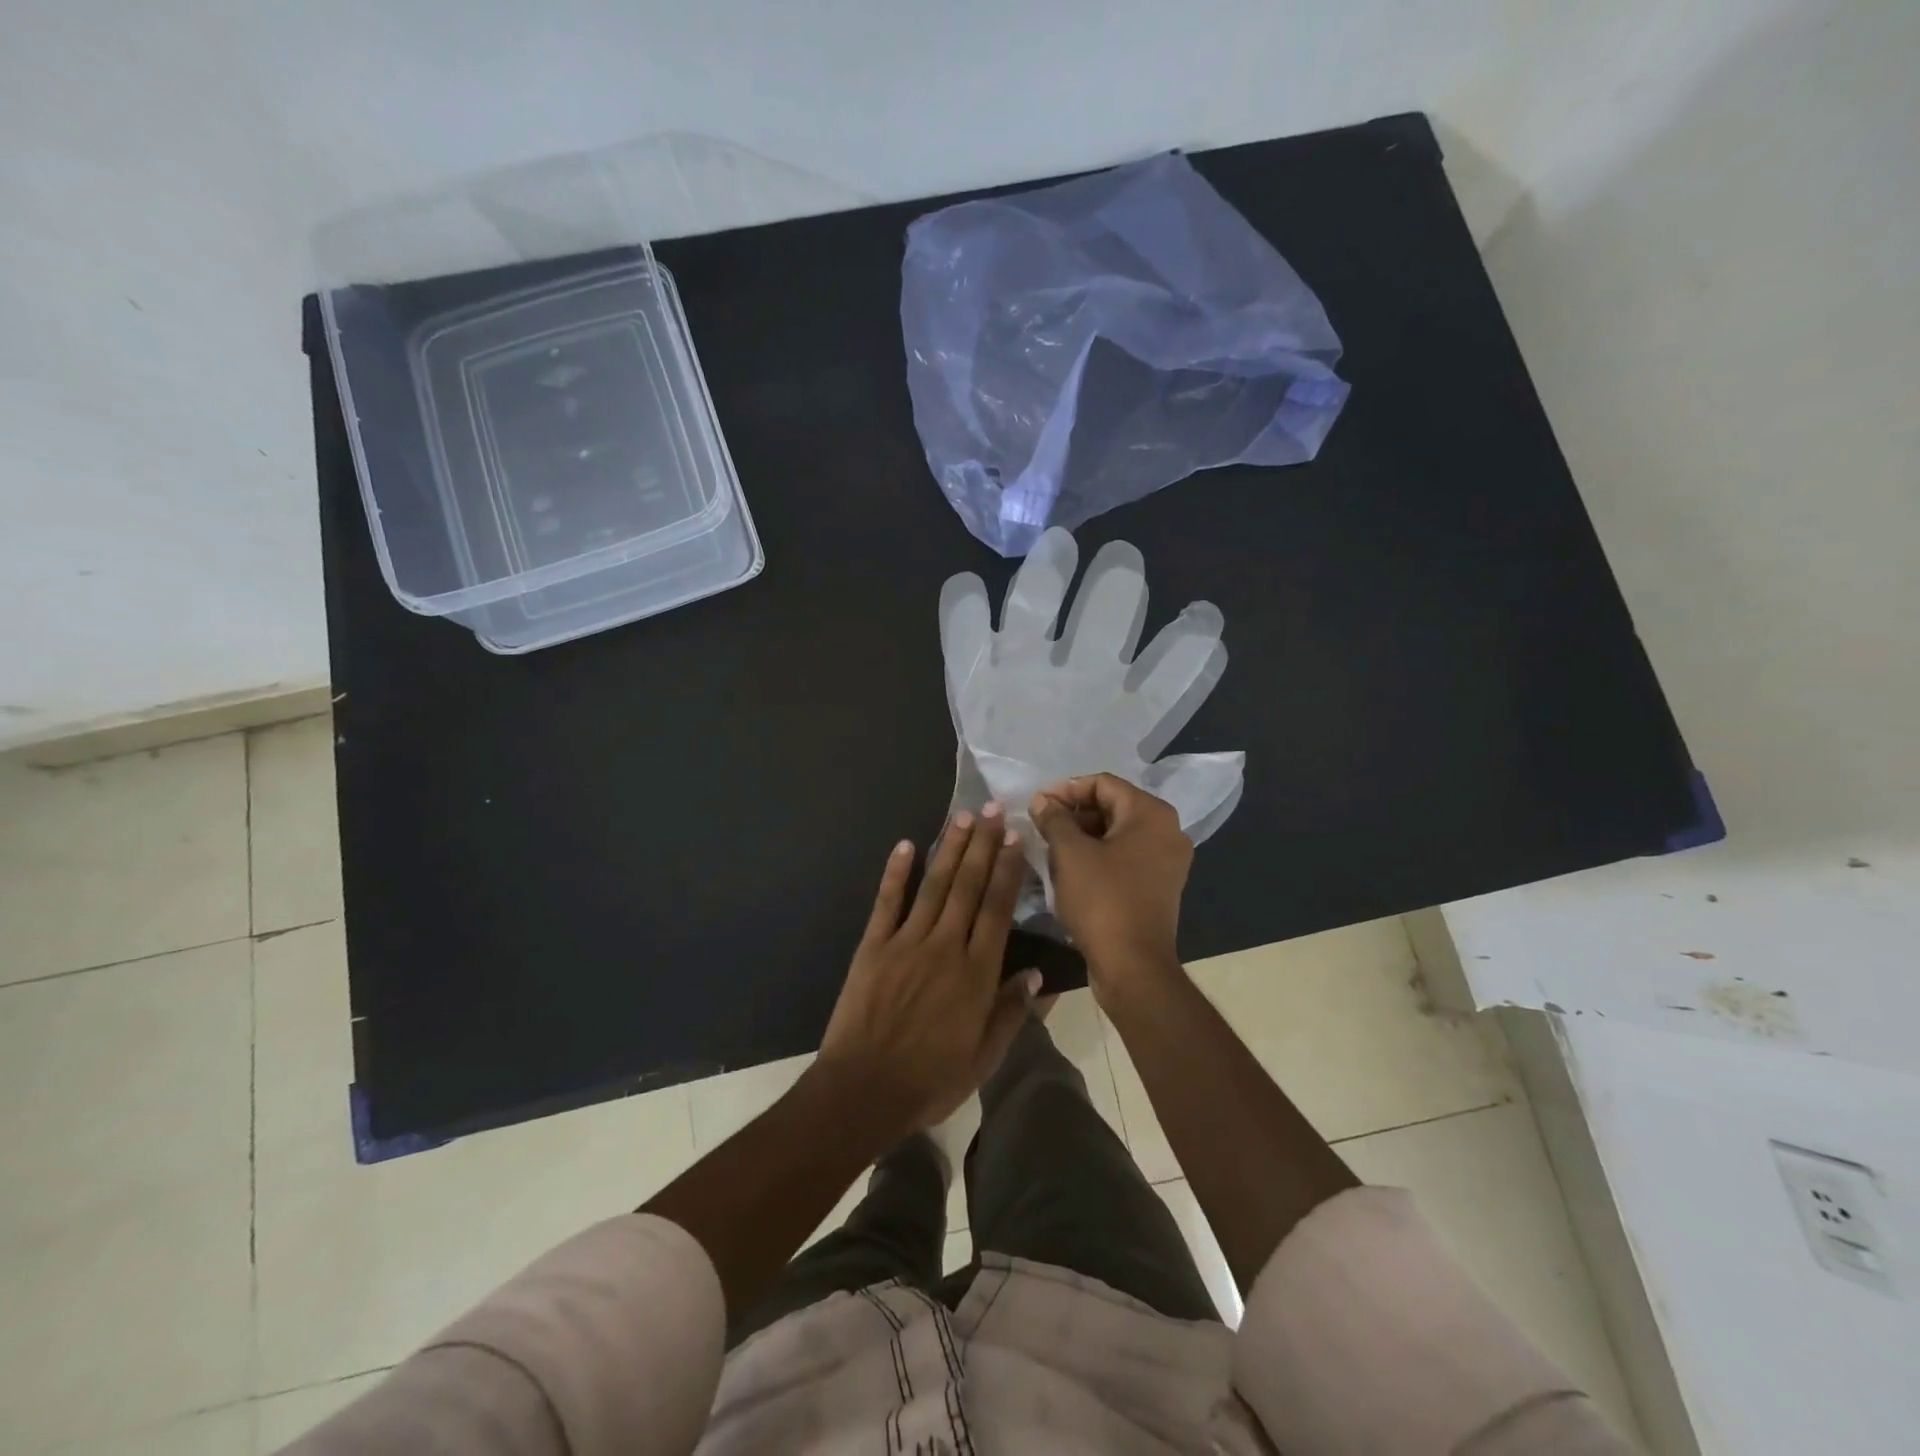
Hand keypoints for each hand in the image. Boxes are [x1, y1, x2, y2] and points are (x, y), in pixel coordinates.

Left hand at [815, 804, 1040, 1143]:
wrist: (863, 1091)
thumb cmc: (930, 1080)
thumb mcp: (983, 1057)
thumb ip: (1011, 1012)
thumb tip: (1037, 974)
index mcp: (976, 974)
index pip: (996, 910)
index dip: (1007, 870)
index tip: (1015, 838)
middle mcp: (944, 947)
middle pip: (967, 887)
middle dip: (982, 846)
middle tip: (992, 809)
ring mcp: (905, 943)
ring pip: (933, 886)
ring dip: (949, 849)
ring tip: (962, 817)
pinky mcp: (873, 946)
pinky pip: (887, 902)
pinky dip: (896, 873)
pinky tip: (906, 845)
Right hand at [1029, 774, 1191, 994]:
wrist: (1133, 966)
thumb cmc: (1102, 900)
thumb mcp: (1070, 854)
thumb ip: (1054, 819)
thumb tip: (1043, 801)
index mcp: (1151, 814)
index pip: (1103, 783)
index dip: (1066, 789)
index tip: (1037, 805)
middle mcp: (1167, 831)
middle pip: (1112, 806)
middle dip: (1073, 813)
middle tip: (1040, 825)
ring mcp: (1167, 861)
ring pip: (1117, 834)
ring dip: (1082, 835)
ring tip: (1049, 847)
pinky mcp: (1159, 886)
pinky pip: (1125, 857)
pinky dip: (1098, 856)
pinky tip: (1069, 870)